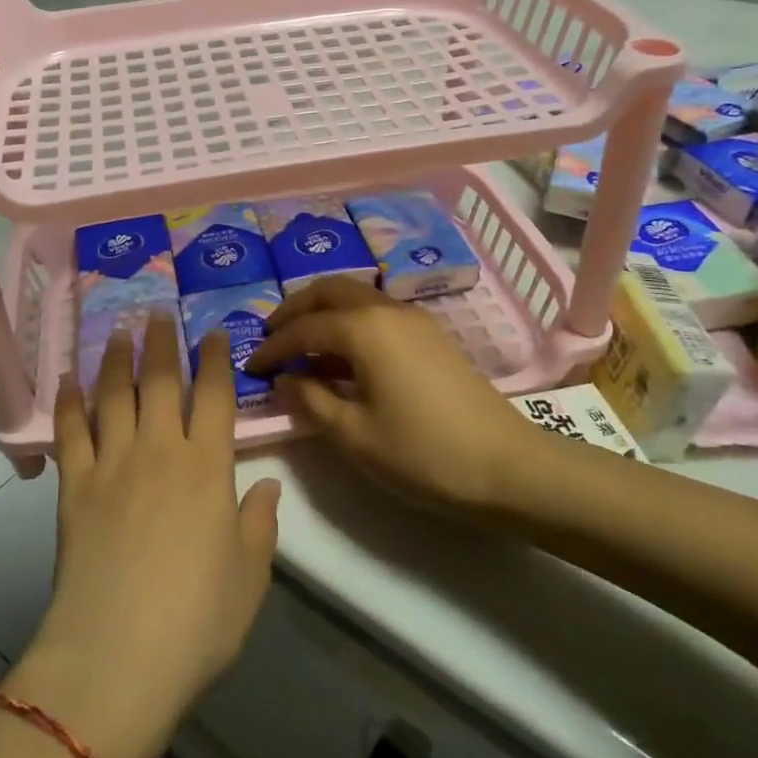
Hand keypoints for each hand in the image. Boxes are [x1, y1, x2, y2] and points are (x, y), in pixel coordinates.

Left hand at [5, 312, 280, 757]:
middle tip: (158, 312)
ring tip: (117, 330)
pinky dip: (69, 401)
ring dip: (116, 358)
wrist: (116, 657)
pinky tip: (68, 379)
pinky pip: (70, 431)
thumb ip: (260, 523)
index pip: (214, 396)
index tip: (212, 333)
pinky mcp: (73, 487)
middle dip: (161, 342)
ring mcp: (112, 464)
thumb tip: (267, 485)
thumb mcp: (250, 576)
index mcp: (207, 467)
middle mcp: (159, 451)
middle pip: (160, 381)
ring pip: (114, 394)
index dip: (214, 360)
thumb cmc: (197, 621)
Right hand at [247, 277, 533, 515]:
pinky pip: (376, 313)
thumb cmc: (423, 453)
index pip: (303, 328)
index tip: (249, 367)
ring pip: (354, 296)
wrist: (508, 466)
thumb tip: (284, 380)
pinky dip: (349, 323)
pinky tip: (343, 358)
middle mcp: (386, 309)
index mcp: (363, 328)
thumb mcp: (355, 436)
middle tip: (271, 337)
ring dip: (322, 313)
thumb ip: (311, 402)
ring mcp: (413, 319)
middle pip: (328, 291)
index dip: (272, 347)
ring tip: (301, 348)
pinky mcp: (430, 335)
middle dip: (294, 310)